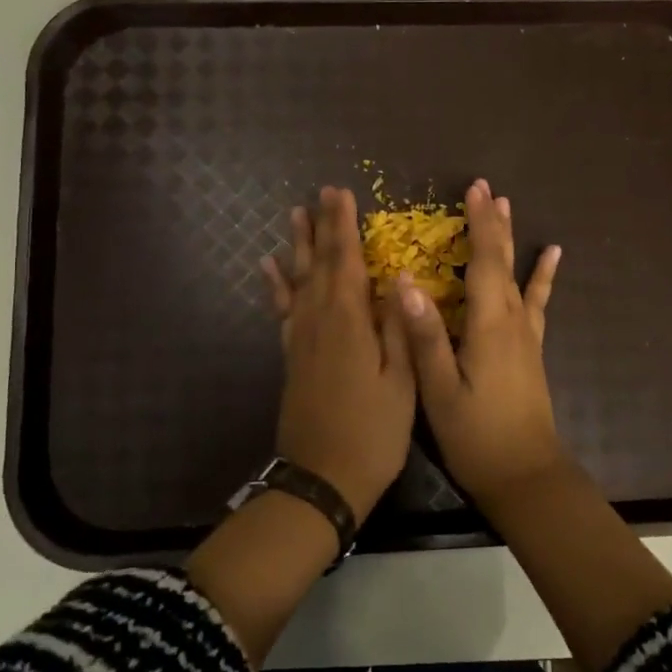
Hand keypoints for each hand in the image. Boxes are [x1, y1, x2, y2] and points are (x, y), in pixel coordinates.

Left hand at [260, 187, 415, 520]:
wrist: (322, 479)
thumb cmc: (373, 432)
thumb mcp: (402, 383)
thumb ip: (400, 329)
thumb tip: (400, 279)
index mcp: (349, 323)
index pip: (346, 261)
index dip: (344, 226)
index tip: (342, 193)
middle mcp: (319, 321)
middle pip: (319, 263)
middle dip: (322, 226)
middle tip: (321, 192)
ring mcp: (301, 338)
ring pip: (297, 280)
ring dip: (297, 246)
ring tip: (294, 215)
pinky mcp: (292, 356)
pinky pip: (282, 310)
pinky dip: (276, 285)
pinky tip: (270, 268)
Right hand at [396, 179, 564, 507]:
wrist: (526, 475)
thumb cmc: (477, 436)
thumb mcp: (440, 391)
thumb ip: (425, 337)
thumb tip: (405, 284)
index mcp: (489, 326)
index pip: (485, 262)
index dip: (479, 225)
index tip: (473, 190)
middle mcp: (512, 321)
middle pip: (504, 261)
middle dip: (493, 223)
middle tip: (486, 188)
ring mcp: (525, 335)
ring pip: (519, 276)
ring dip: (511, 240)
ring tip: (508, 207)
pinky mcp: (530, 349)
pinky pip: (537, 302)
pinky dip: (543, 277)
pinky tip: (552, 257)